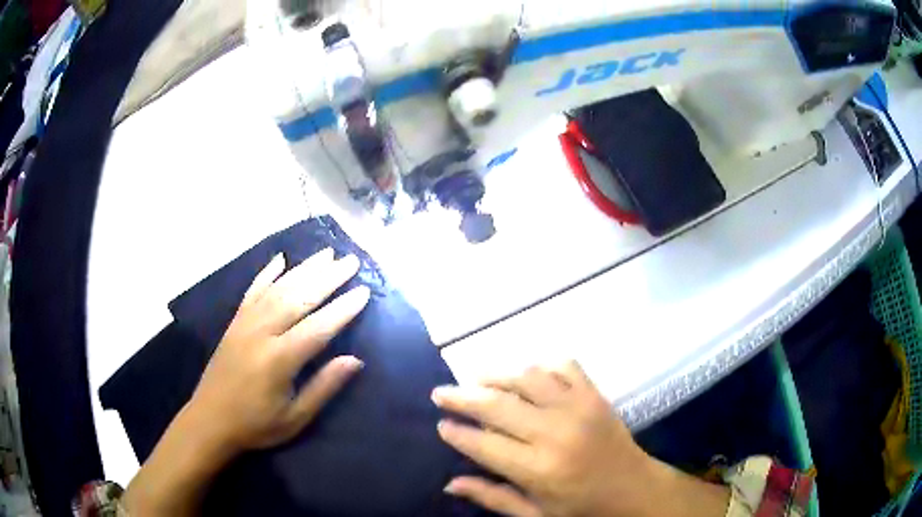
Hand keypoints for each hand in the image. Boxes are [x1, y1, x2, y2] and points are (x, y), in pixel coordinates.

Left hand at [187, 247, 370, 453]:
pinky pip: (252, 291)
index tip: (364, 291)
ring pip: (278, 289)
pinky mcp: (234, 323)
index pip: (318, 328)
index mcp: (279, 360)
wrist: (210, 420)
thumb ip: (324, 387)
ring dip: (304, 269)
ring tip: (327, 254)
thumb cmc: (256, 425)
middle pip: (298, 298)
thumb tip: (355, 360)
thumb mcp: (295, 418)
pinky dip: (267, 273)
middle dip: (327, 278)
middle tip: (351, 261)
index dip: (343, 309)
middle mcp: (261, 333)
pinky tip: (280, 259)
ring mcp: (245, 324)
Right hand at [432, 362, 728, 516]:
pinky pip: (564, 366)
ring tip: (476, 378)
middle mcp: (555, 433)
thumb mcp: (535, 515)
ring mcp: (578, 408)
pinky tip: (526, 374)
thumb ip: (492, 497)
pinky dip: (541, 365)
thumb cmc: (583, 509)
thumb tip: (450, 483)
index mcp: (538, 469)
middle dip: (462, 397)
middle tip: (440, 392)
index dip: (457, 433)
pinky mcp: (595, 395)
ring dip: (496, 375)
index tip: (441, 424)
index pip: (483, 444)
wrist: (635, 489)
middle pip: (497, 406)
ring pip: (526, 378)